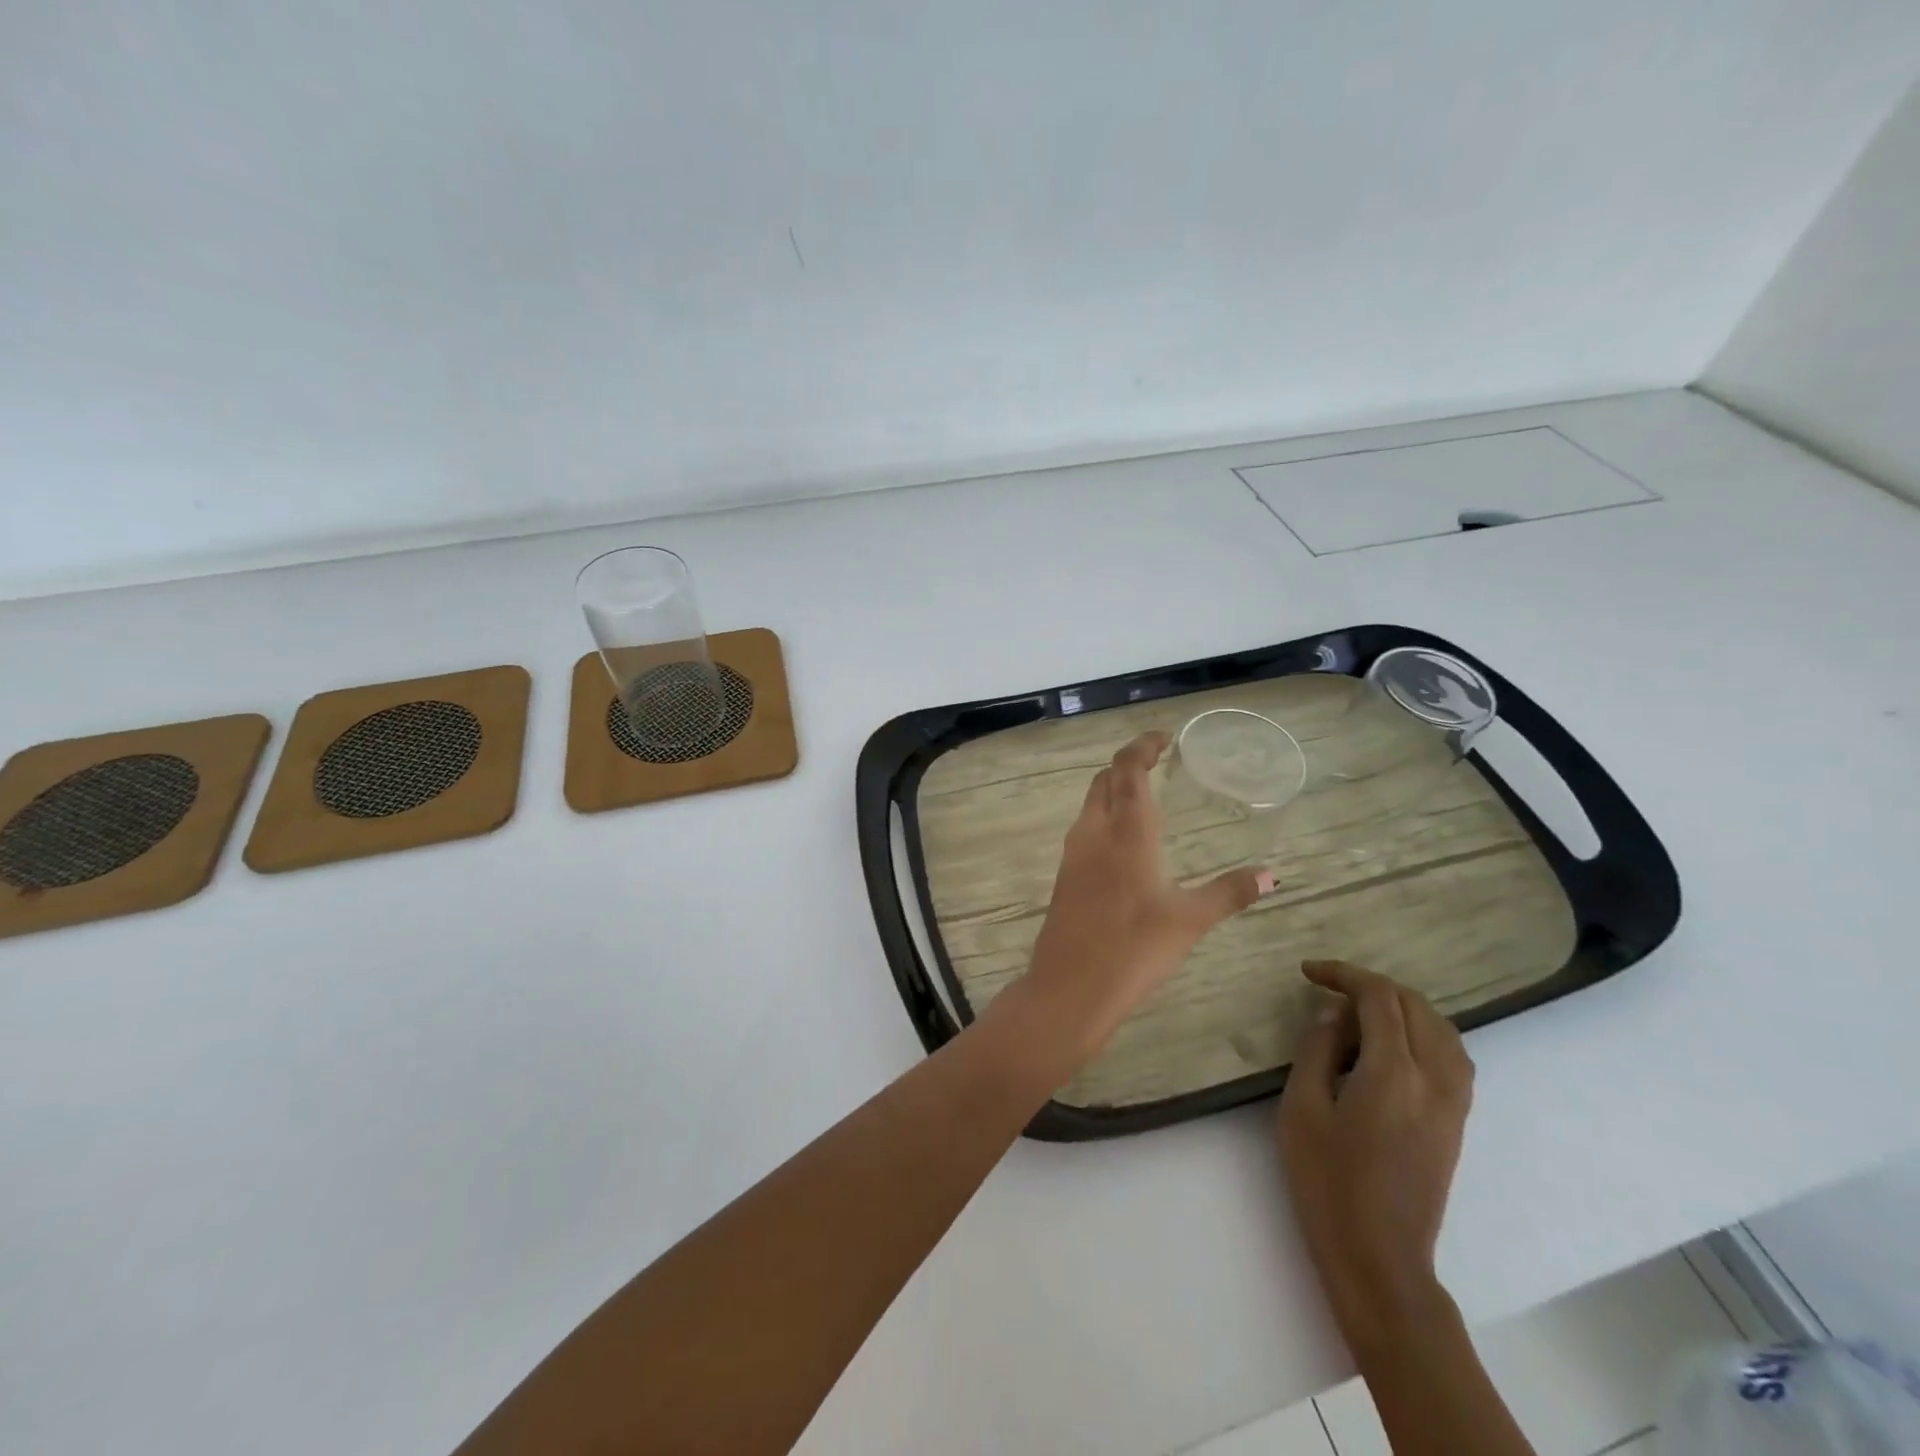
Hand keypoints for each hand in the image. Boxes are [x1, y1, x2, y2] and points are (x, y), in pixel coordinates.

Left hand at [1015, 731, 1270, 1058]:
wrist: (1068, 987)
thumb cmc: (1133, 949)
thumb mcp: (1190, 921)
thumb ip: (1229, 893)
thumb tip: (1271, 874)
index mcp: (1127, 832)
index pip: (1128, 769)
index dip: (1142, 746)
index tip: (1163, 737)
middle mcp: (1095, 832)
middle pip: (1105, 779)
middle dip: (1128, 763)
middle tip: (1157, 762)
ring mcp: (1074, 853)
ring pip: (1090, 802)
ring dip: (1113, 788)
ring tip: (1142, 795)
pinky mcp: (1064, 875)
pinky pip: (1084, 827)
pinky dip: (1103, 815)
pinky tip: (1121, 840)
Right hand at [1276, 960, 1474, 1353]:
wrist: (1378, 1256)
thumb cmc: (1327, 1181)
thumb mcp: (1302, 1107)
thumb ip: (1318, 1049)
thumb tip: (1333, 1012)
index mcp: (1393, 1073)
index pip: (1378, 997)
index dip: (1343, 974)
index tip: (1309, 972)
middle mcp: (1434, 1079)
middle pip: (1415, 1005)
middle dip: (1371, 986)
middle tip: (1329, 991)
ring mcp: (1453, 1103)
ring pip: (1441, 1028)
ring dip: (1401, 1007)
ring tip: (1360, 1013)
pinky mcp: (1457, 1122)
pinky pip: (1453, 1056)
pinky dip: (1425, 1032)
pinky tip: (1395, 1045)